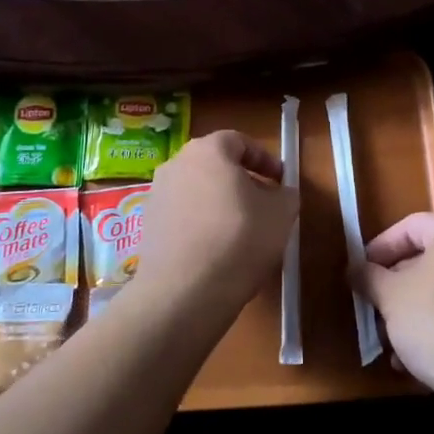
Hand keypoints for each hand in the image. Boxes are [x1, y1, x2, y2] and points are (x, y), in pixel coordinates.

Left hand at [132, 130, 297, 320]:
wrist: (184, 292)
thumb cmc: (239, 239)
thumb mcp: (281, 214)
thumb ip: (286, 194)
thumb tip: (280, 193)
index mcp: (208, 150)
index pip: (239, 141)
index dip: (264, 159)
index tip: (280, 181)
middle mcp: (176, 163)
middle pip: (215, 164)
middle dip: (241, 181)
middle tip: (263, 204)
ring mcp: (157, 194)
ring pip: (197, 190)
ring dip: (219, 203)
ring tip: (241, 231)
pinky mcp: (148, 226)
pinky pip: (182, 215)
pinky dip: (201, 223)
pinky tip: (216, 250)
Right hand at [357, 213, 433, 396]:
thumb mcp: (390, 297)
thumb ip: (368, 277)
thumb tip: (355, 269)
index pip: (411, 226)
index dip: (380, 248)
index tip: (361, 273)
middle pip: (431, 260)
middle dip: (398, 287)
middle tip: (375, 310)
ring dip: (416, 314)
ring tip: (394, 346)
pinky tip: (422, 363)